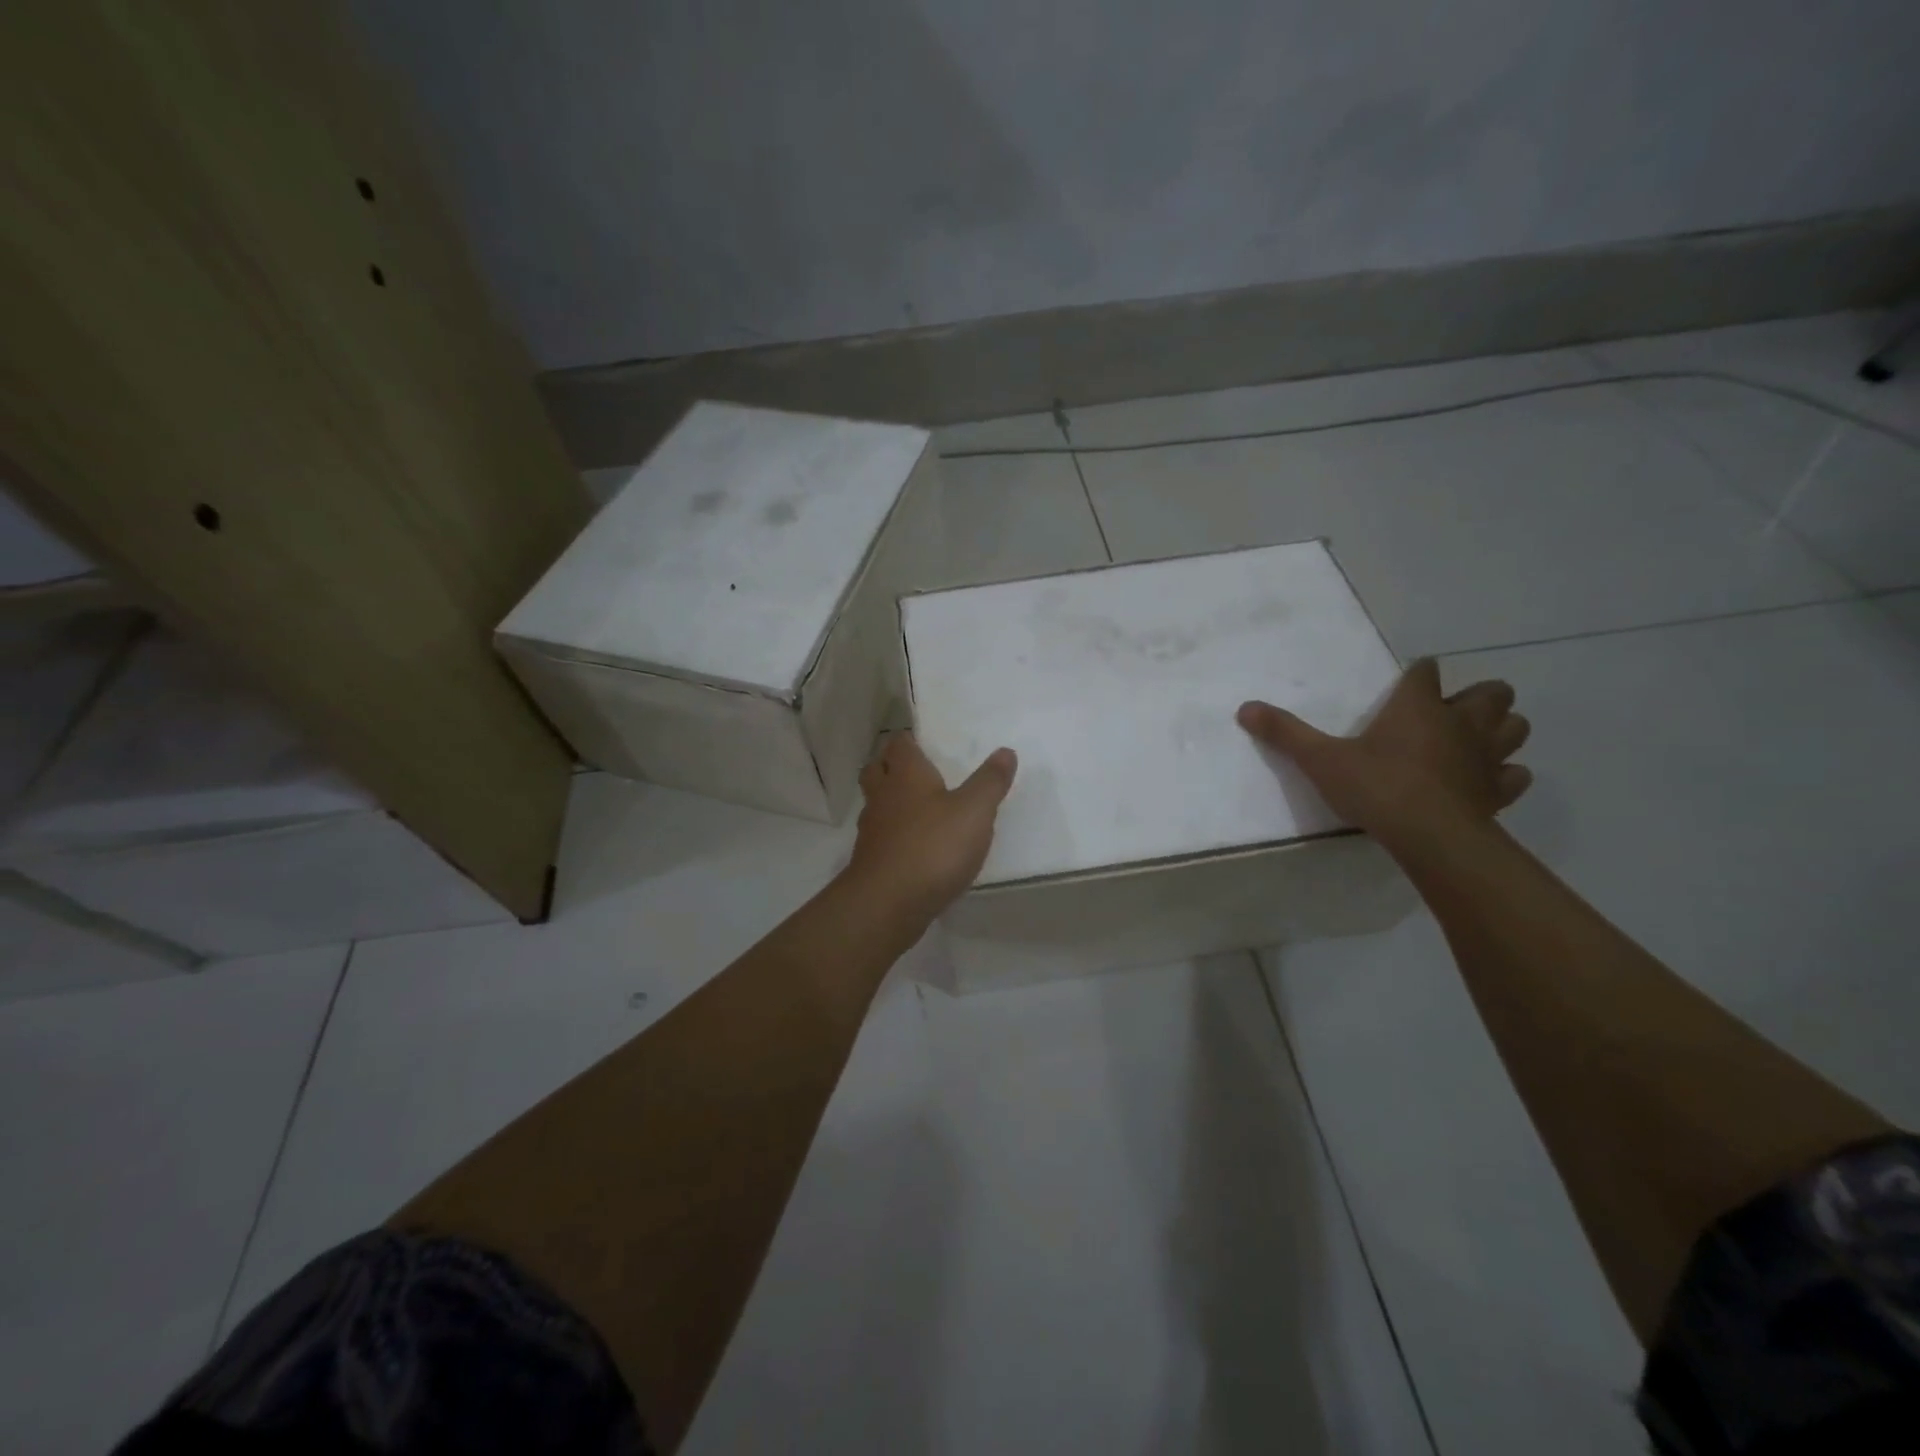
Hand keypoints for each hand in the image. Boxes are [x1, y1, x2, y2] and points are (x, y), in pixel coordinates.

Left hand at [844, 733, 1017, 923]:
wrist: (888, 903)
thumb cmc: (933, 846)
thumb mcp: (975, 811)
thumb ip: (990, 781)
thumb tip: (1006, 752)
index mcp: (906, 774)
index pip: (899, 743)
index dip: (909, 740)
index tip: (923, 742)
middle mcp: (883, 795)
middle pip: (877, 769)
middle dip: (891, 766)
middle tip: (916, 771)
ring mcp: (872, 829)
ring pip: (876, 803)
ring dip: (891, 801)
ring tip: (918, 808)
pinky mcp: (871, 860)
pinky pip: (880, 836)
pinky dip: (893, 834)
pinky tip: (914, 845)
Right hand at [1237, 659, 1531, 845]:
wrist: (1429, 835)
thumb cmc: (1376, 786)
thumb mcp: (1321, 759)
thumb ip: (1285, 733)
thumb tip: (1244, 708)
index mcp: (1418, 706)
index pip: (1426, 672)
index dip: (1419, 674)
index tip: (1410, 682)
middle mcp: (1460, 722)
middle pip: (1493, 692)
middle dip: (1479, 696)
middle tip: (1450, 712)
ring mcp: (1486, 756)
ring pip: (1515, 727)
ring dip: (1500, 729)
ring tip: (1473, 741)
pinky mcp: (1498, 790)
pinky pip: (1515, 774)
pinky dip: (1505, 774)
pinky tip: (1485, 781)